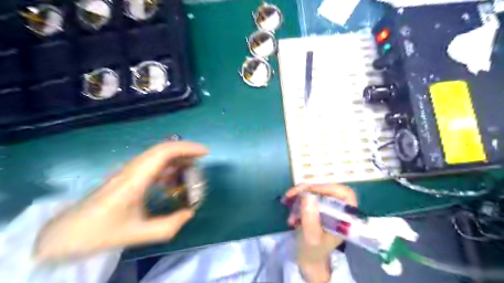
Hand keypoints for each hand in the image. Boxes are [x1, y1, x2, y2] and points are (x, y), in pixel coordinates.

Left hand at [35, 141, 206, 262]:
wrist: (65, 234)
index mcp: (135, 179)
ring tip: (191, 168)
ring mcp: (128, 171)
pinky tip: (172, 179)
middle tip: (202, 159)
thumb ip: (168, 226)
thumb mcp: (137, 234)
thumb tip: (190, 213)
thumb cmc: (99, 232)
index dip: (187, 148)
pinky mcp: (126, 176)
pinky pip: (151, 164)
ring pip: (157, 155)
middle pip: (162, 149)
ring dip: (177, 158)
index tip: (205, 152)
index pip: (164, 152)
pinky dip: (167, 166)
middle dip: (185, 151)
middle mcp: (132, 169)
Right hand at [283, 183, 358, 282]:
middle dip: (306, 190)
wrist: (308, 259)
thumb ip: (310, 218)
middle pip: (326, 189)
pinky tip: (290, 210)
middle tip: (290, 194)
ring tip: (287, 204)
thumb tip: (308, 195)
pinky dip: (297, 200)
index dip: (328, 188)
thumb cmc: (313, 251)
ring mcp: (328, 207)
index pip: (345, 194)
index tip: (309, 190)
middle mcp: (338, 209)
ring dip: (299, 196)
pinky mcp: (318, 206)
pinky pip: (308, 195)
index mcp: (345, 218)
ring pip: (315, 191)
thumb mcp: (310, 237)